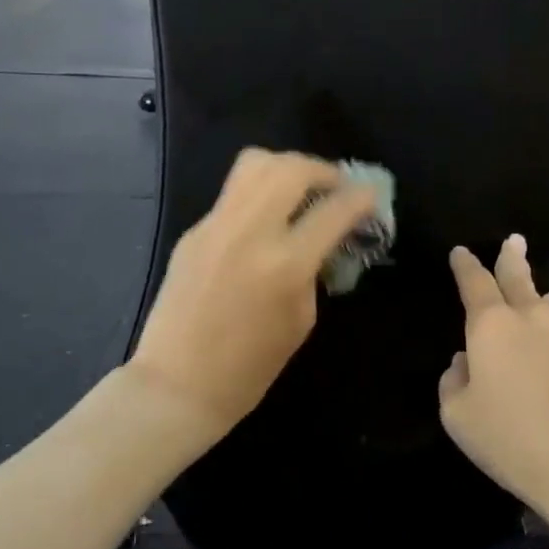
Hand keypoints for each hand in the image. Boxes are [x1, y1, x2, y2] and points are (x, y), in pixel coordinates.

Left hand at [129, 148, 378, 432]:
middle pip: (291, 169)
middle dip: (322, 169)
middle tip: (335, 186)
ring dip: (287, 167)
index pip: (333, 211)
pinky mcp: (194, 231)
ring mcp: (216, 226)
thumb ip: (313, 270)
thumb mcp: (301, 320)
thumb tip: (320, 240)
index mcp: (285, 264)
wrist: (177, 384)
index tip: (371, 195)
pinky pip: (233, 195)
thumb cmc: (250, 368)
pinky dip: (259, 194)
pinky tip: (266, 220)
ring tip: (301, 188)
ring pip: (255, 164)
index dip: (360, 198)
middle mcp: (250, 232)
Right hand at [439, 236, 548, 527]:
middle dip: (510, 257)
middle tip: (513, 240)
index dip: (465, 265)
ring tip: (534, 289)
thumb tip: (465, 363)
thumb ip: (453, 381)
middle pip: (518, 277)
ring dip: (536, 292)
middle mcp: (531, 318)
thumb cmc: (512, 442)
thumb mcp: (458, 417)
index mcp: (491, 326)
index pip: (474, 282)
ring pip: (546, 302)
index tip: (460, 252)